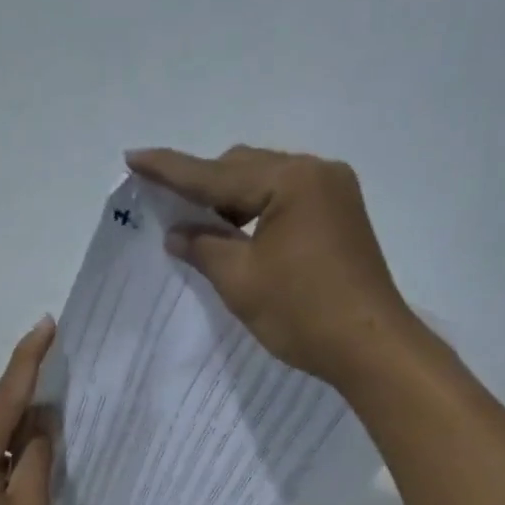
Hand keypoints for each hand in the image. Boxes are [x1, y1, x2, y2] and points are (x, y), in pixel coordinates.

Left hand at [0, 318, 55, 504]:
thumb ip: (38, 458)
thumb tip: (41, 421)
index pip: (6, 395)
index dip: (29, 358)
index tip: (47, 324)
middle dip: (30, 412)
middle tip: (67, 425)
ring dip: (17, 437)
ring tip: (45, 461)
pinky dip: (2, 452)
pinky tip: (19, 475)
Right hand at [125, 145, 430, 389]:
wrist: (370, 347)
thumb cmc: (302, 313)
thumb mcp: (241, 281)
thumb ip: (203, 248)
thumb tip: (176, 231)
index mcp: (290, 180)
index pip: (216, 173)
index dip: (170, 170)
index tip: (134, 157)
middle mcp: (316, 172)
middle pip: (245, 167)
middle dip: (204, 185)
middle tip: (168, 205)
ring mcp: (334, 193)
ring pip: (267, 183)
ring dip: (232, 200)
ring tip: (202, 226)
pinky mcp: (342, 216)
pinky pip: (288, 200)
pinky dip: (258, 213)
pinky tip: (240, 235)